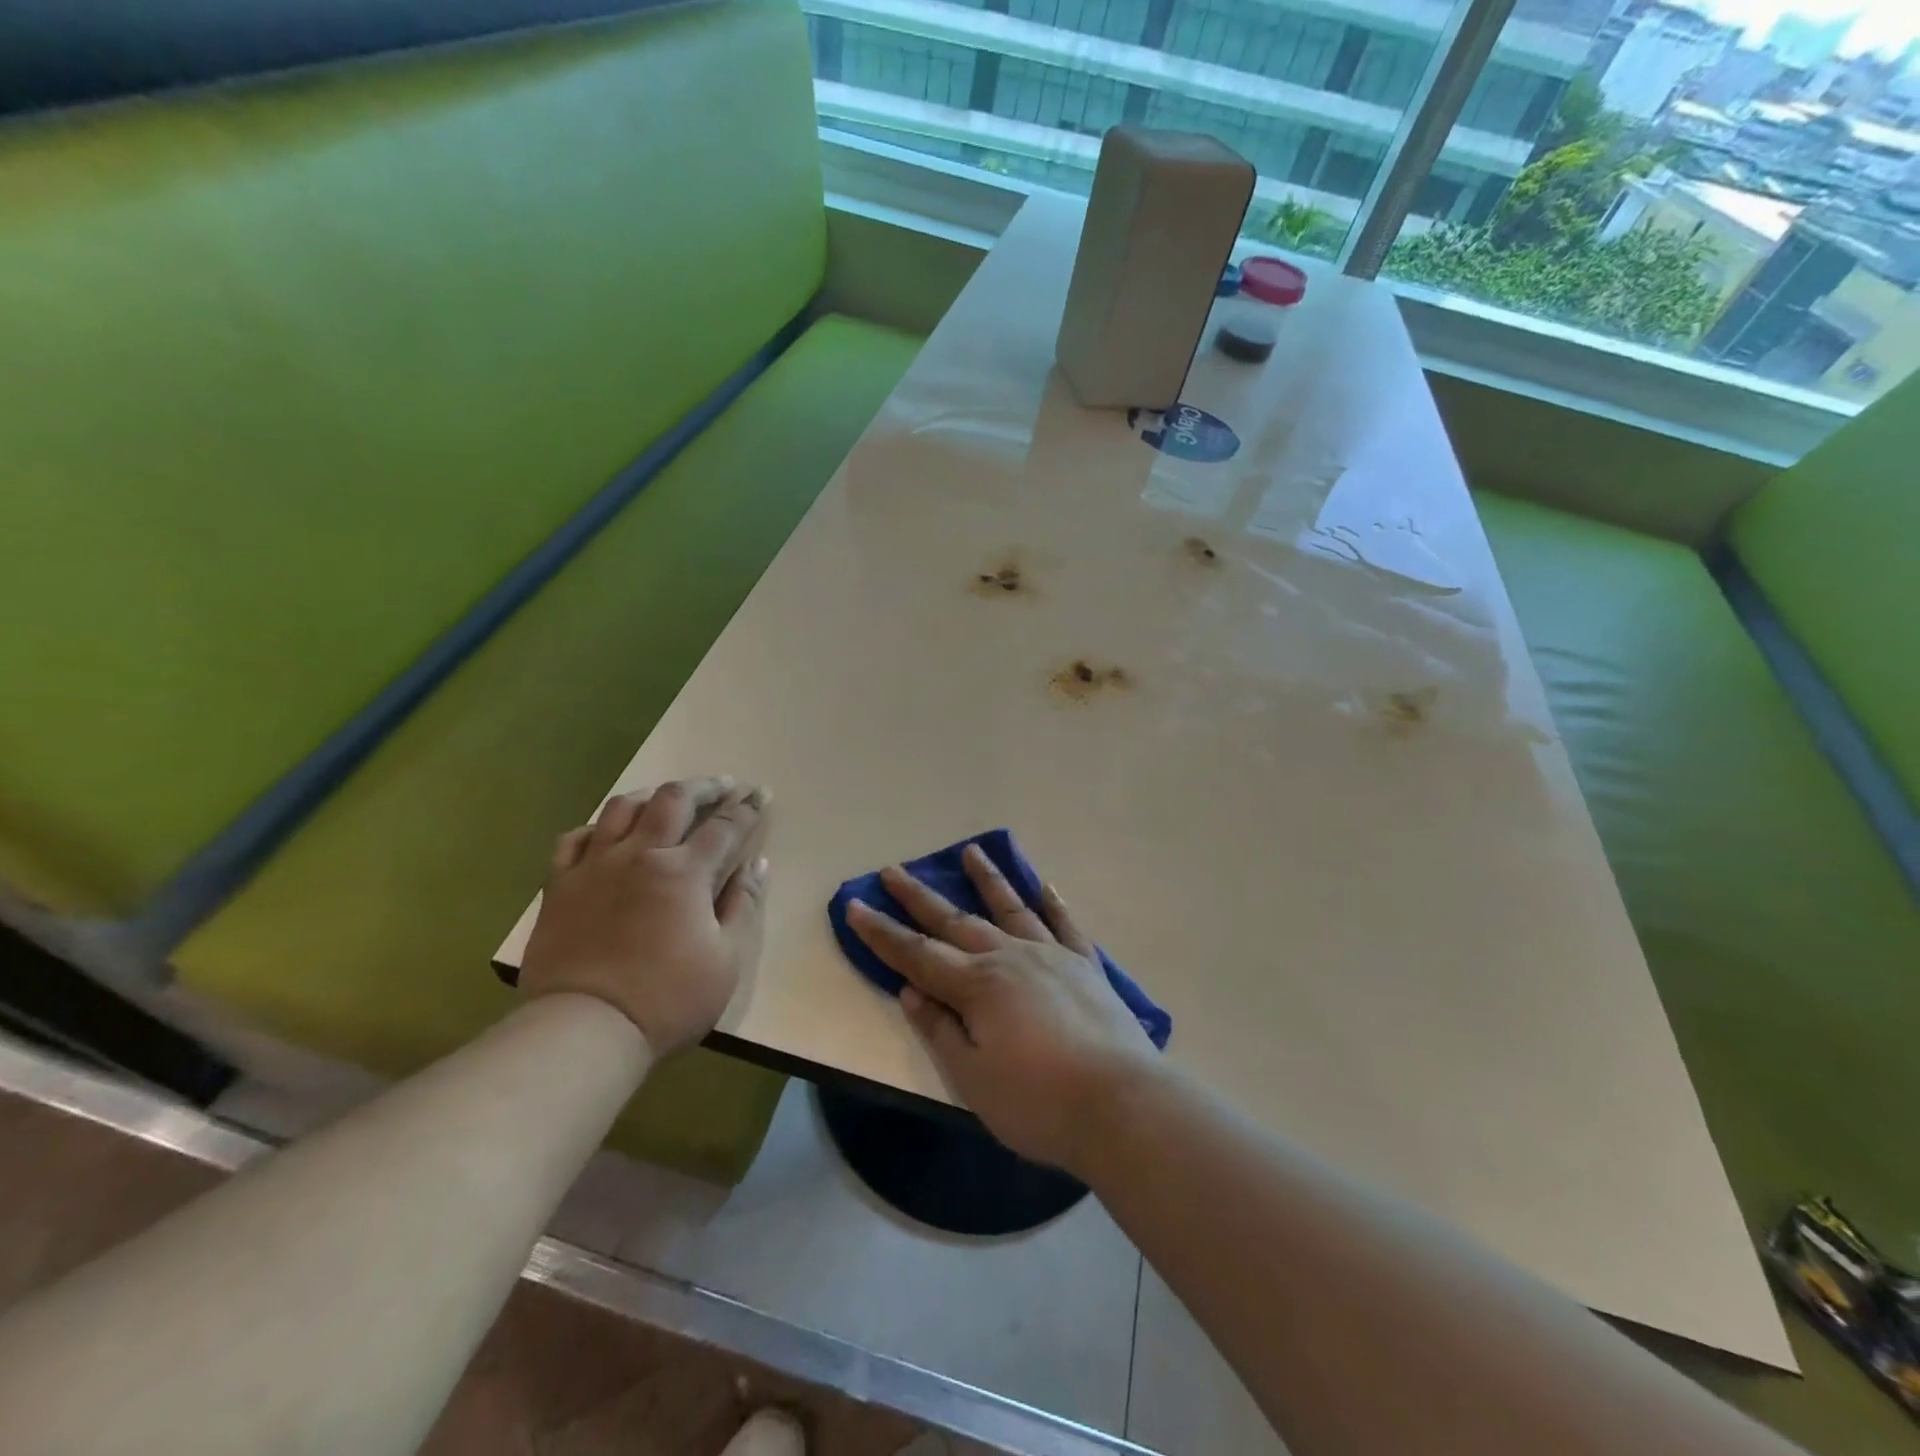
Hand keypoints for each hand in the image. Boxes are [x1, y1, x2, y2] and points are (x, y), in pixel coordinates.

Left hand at [520, 777, 769, 1057]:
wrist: (584, 1028)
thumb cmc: (667, 999)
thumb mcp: (726, 959)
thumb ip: (742, 905)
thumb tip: (757, 864)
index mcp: (685, 872)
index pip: (725, 826)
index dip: (747, 808)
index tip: (761, 793)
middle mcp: (641, 855)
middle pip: (674, 800)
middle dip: (705, 787)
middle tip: (723, 785)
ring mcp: (595, 866)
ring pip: (622, 808)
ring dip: (652, 796)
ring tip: (666, 798)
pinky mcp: (560, 885)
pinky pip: (574, 839)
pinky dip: (596, 827)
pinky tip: (606, 833)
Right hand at [846, 846, 1157, 1176]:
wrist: (1121, 1104)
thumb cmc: (1038, 1102)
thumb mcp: (973, 1078)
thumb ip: (941, 1029)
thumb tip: (911, 990)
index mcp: (977, 985)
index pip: (917, 954)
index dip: (882, 933)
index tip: (855, 905)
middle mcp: (1010, 957)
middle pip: (955, 920)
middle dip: (919, 897)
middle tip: (893, 870)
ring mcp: (1051, 956)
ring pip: (1011, 908)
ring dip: (987, 879)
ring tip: (970, 850)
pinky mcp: (1086, 966)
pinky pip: (1065, 924)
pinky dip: (1052, 903)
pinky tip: (1045, 885)